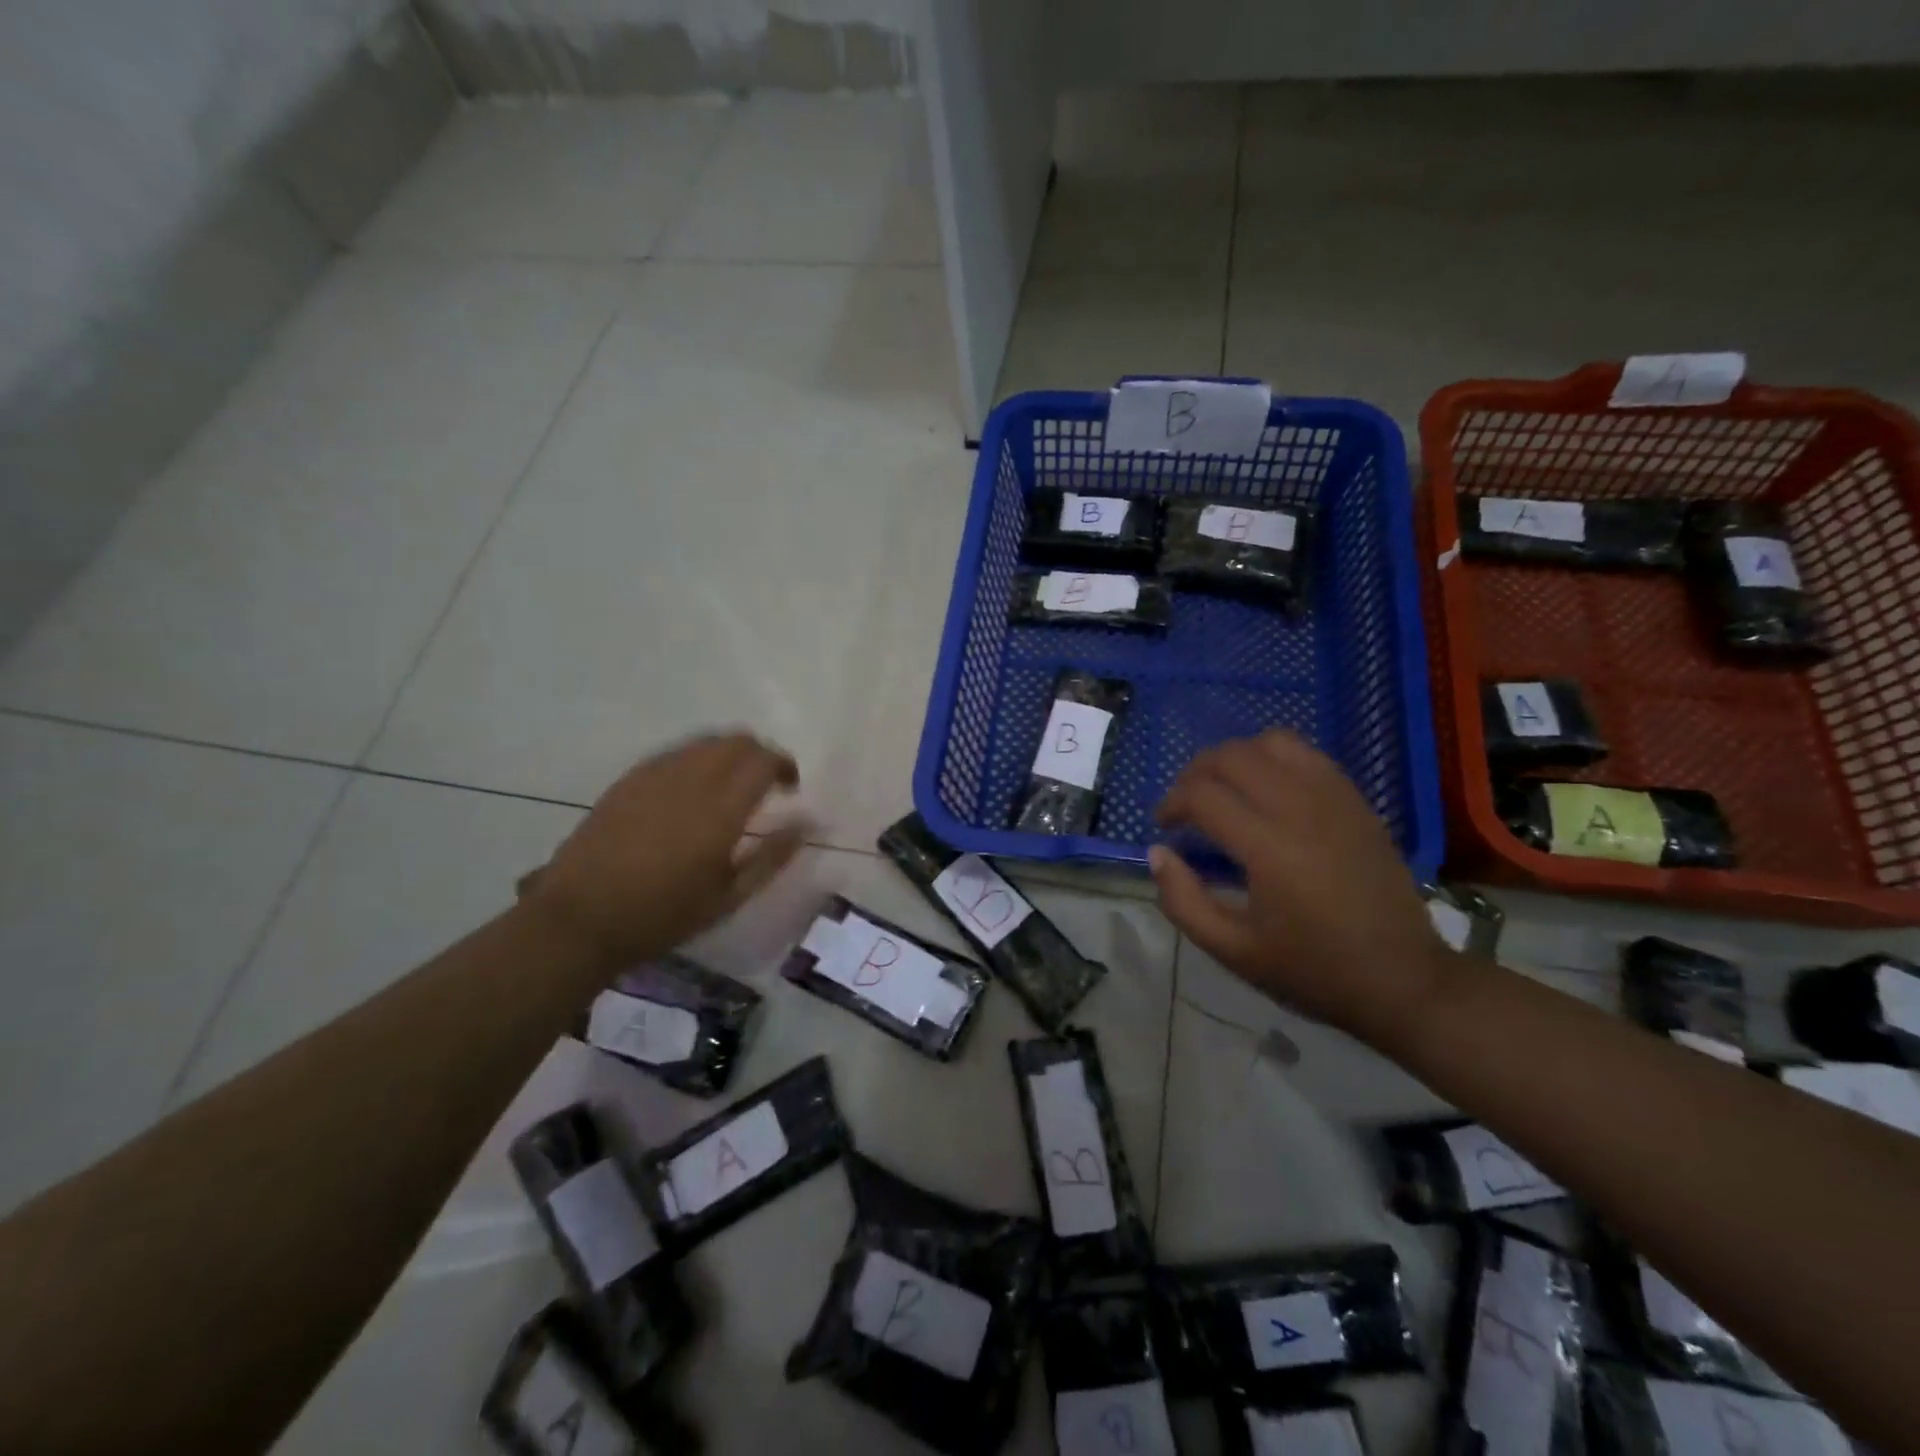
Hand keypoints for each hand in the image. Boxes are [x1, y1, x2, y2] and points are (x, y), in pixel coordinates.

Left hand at [519, 733, 802, 968]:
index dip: (784, 766)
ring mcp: (655, 775)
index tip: (790, 788)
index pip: (763, 760)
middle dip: (759, 754)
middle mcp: (691, 779)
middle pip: (736, 741)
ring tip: (730, 786)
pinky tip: (691, 792)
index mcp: (721, 809)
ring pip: (705, 742)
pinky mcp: (629, 780)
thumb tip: (808, 824)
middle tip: (765, 784)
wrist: (580, 919)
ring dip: (728, 754)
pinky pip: (675, 753)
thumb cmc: (663, 915)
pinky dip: (696, 761)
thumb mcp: (729, 896)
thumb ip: (773, 856)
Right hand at [1150, 730, 1457, 1043]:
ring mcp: (1335, 800)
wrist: (1404, 980)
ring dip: (1236, 758)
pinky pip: (1308, 755)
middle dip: (1196, 772)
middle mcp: (1301, 810)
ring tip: (1226, 789)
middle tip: (1186, 804)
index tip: (1164, 826)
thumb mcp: (1233, 952)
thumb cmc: (1313, 971)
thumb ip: (1183, 901)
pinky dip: (1274, 760)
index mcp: (1269, 850)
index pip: (1202, 795)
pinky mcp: (1357, 802)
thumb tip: (1158, 853)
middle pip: (1232, 756)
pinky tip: (1268, 791)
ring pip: (1272, 743)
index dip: (1171, 803)